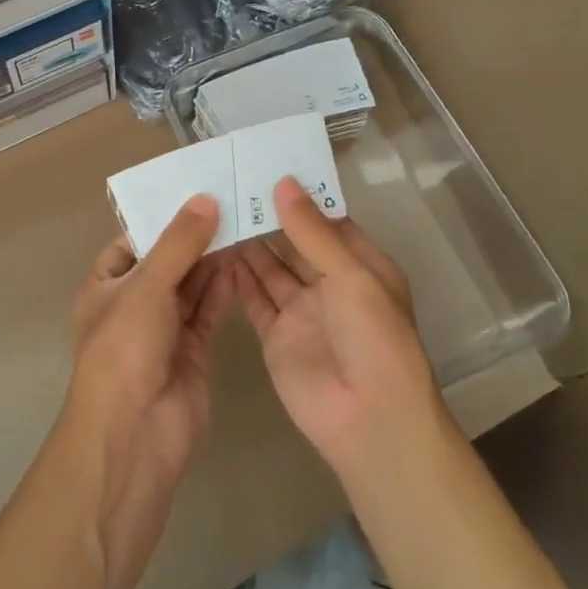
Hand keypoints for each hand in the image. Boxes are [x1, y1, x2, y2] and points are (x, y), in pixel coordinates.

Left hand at [63, 195, 233, 588]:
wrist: (135, 435)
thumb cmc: (125, 349)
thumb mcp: (147, 286)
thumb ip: (178, 244)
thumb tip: (204, 200)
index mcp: (105, 285)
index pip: (133, 241)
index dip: (161, 218)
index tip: (195, 190)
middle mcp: (133, 304)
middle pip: (167, 261)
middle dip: (194, 236)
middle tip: (231, 201)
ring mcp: (164, 329)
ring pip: (191, 284)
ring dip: (213, 259)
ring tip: (244, 223)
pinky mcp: (193, 350)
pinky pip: (209, 311)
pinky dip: (224, 289)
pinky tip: (244, 262)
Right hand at [236, 177, 447, 484]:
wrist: (369, 422)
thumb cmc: (374, 339)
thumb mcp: (351, 277)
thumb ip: (312, 232)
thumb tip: (284, 183)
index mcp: (361, 266)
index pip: (327, 221)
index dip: (299, 197)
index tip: (264, 167)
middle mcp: (330, 284)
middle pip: (294, 242)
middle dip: (268, 217)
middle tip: (229, 183)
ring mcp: (301, 311)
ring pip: (270, 267)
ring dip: (248, 243)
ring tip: (216, 210)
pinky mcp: (275, 335)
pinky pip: (253, 298)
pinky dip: (236, 276)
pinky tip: (213, 250)